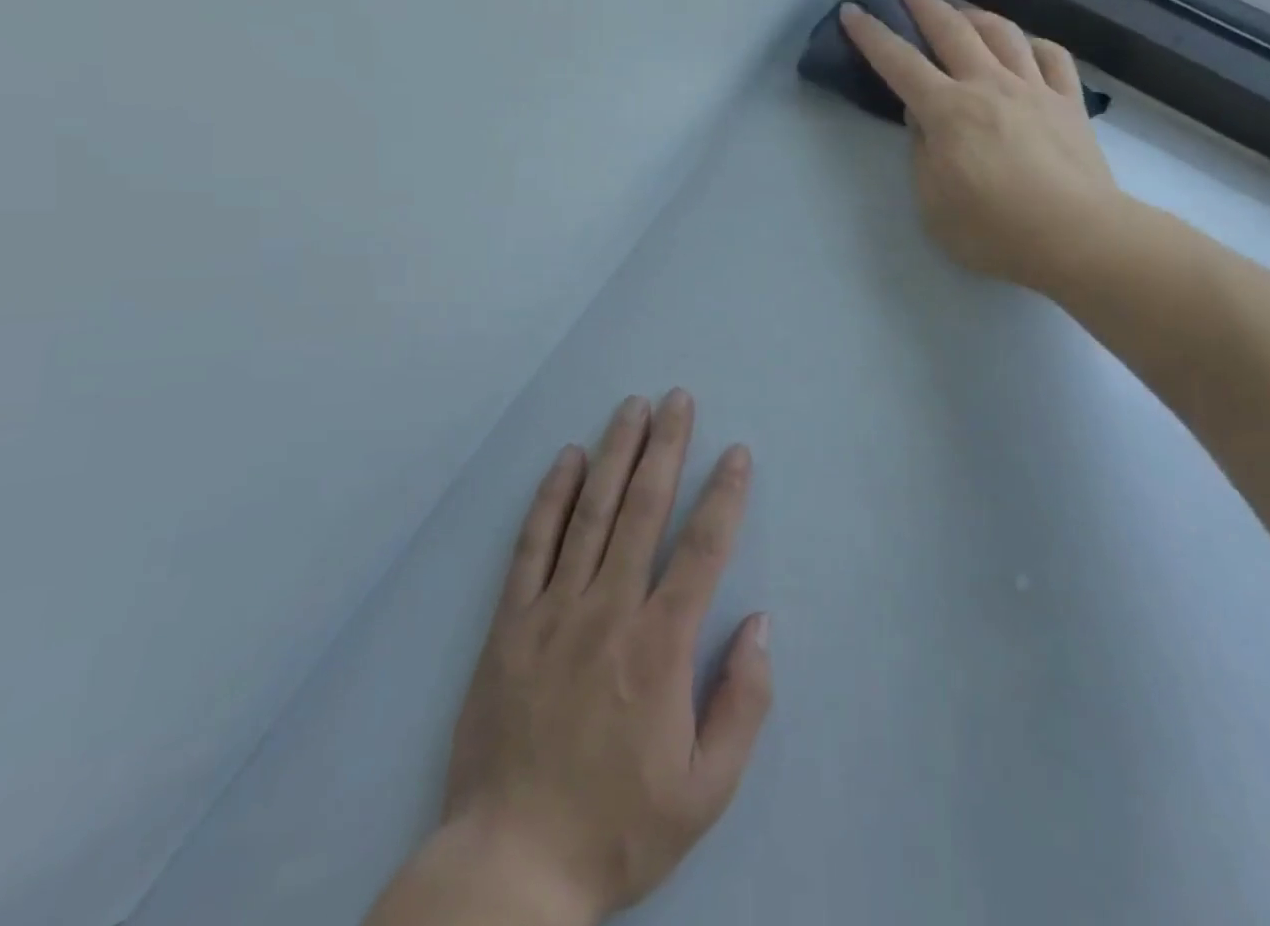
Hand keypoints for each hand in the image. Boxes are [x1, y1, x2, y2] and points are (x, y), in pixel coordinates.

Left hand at [369, 391, 769, 925]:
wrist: (508, 869)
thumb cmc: (616, 827)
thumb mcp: (705, 790)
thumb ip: (743, 702)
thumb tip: (760, 623)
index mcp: (660, 648)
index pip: (702, 550)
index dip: (724, 495)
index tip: (736, 452)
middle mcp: (608, 611)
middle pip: (644, 509)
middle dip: (666, 446)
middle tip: (678, 399)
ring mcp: (554, 611)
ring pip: (592, 513)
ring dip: (616, 453)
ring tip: (632, 407)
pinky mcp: (510, 623)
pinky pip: (533, 545)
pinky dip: (552, 497)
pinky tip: (568, 459)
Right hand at [841, 0, 1123, 293]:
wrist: (1076, 237)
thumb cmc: (992, 230)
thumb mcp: (932, 202)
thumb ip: (921, 153)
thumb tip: (922, 118)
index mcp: (947, 110)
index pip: (899, 63)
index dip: (872, 36)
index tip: (852, 12)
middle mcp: (988, 85)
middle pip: (951, 30)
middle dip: (922, 5)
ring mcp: (1034, 89)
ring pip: (1002, 32)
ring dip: (973, 14)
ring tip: (960, 13)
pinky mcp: (1068, 102)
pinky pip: (1051, 56)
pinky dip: (1031, 43)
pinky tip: (1023, 45)